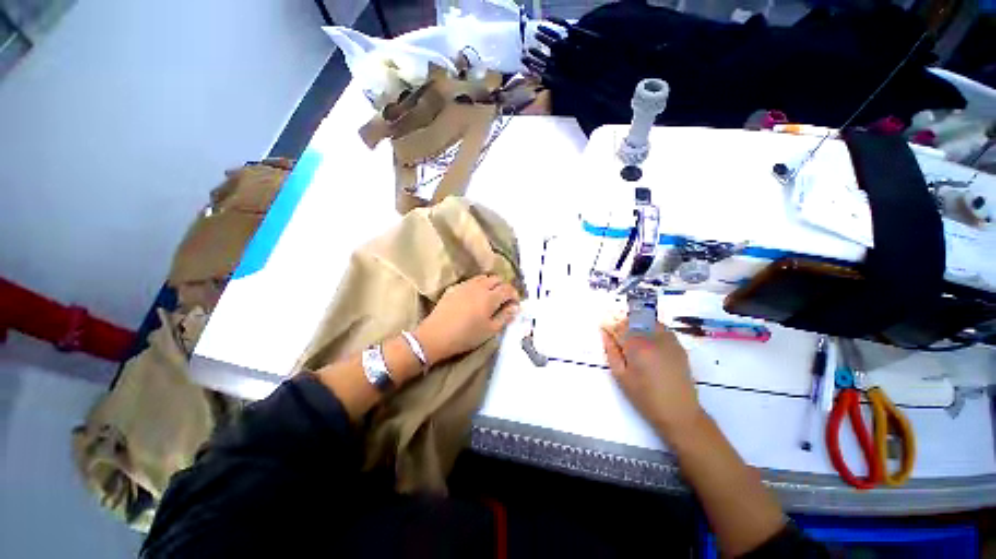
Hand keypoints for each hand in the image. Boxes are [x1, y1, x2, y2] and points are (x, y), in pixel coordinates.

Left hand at [414, 275, 519, 365]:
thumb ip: (505, 316)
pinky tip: (475, 297)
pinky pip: (471, 281)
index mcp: (490, 297)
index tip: (515, 303)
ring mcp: (465, 285)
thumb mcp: (490, 330)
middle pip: (496, 279)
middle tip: (504, 300)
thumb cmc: (466, 336)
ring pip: (483, 277)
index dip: (515, 294)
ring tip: (490, 296)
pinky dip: (478, 285)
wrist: (436, 335)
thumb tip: (515, 307)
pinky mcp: (454, 287)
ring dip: (491, 284)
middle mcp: (479, 286)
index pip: (508, 288)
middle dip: (503, 287)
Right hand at [601, 317, 702, 438]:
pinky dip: (651, 329)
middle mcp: (653, 338)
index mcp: (637, 346)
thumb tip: (604, 333)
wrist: (679, 412)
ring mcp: (669, 340)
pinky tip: (648, 342)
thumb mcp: (621, 376)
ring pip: (648, 322)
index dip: (609, 326)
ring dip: (637, 325)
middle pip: (634, 321)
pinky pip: (661, 328)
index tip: (603, 328)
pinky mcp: (678, 346)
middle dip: (622, 325)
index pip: (619, 327)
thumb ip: (611, 351)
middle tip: (617, 336)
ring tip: (633, 338)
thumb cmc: (644, 397)